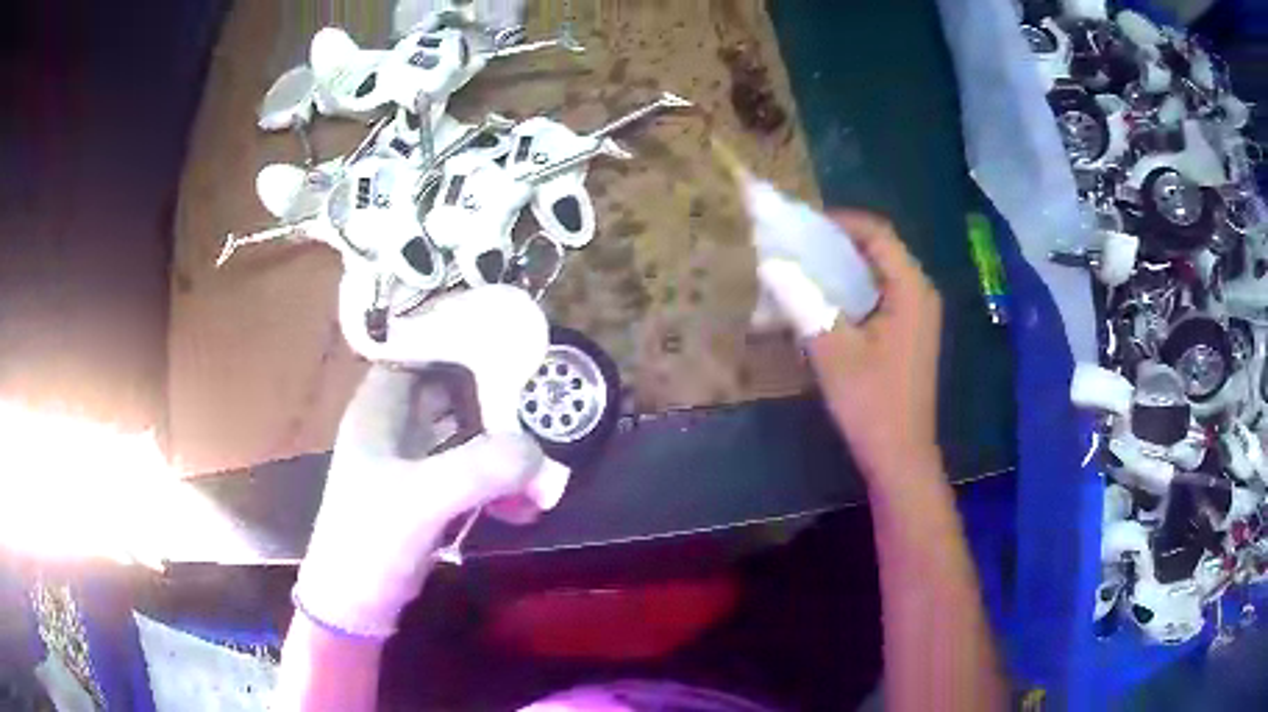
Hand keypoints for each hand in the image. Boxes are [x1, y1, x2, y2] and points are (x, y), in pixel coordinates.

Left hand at [294, 366, 542, 637]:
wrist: (355, 605)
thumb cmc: (371, 542)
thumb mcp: (422, 500)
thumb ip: (480, 468)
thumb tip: (538, 450)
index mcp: (378, 410)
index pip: (418, 350)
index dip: (458, 338)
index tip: (508, 340)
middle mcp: (393, 426)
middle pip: (449, 390)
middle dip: (495, 400)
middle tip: (541, 406)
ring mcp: (409, 462)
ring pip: (463, 433)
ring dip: (501, 449)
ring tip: (539, 472)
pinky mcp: (425, 495)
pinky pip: (467, 472)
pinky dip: (495, 483)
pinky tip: (521, 509)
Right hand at [781, 211, 942, 478]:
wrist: (900, 456)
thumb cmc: (872, 402)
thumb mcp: (832, 349)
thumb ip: (802, 301)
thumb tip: (770, 264)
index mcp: (912, 289)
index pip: (878, 233)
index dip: (840, 222)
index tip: (801, 226)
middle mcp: (921, 294)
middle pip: (880, 250)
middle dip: (838, 244)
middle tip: (796, 248)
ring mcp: (918, 316)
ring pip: (879, 274)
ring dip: (843, 268)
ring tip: (804, 271)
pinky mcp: (909, 335)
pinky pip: (881, 296)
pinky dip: (853, 291)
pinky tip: (825, 304)